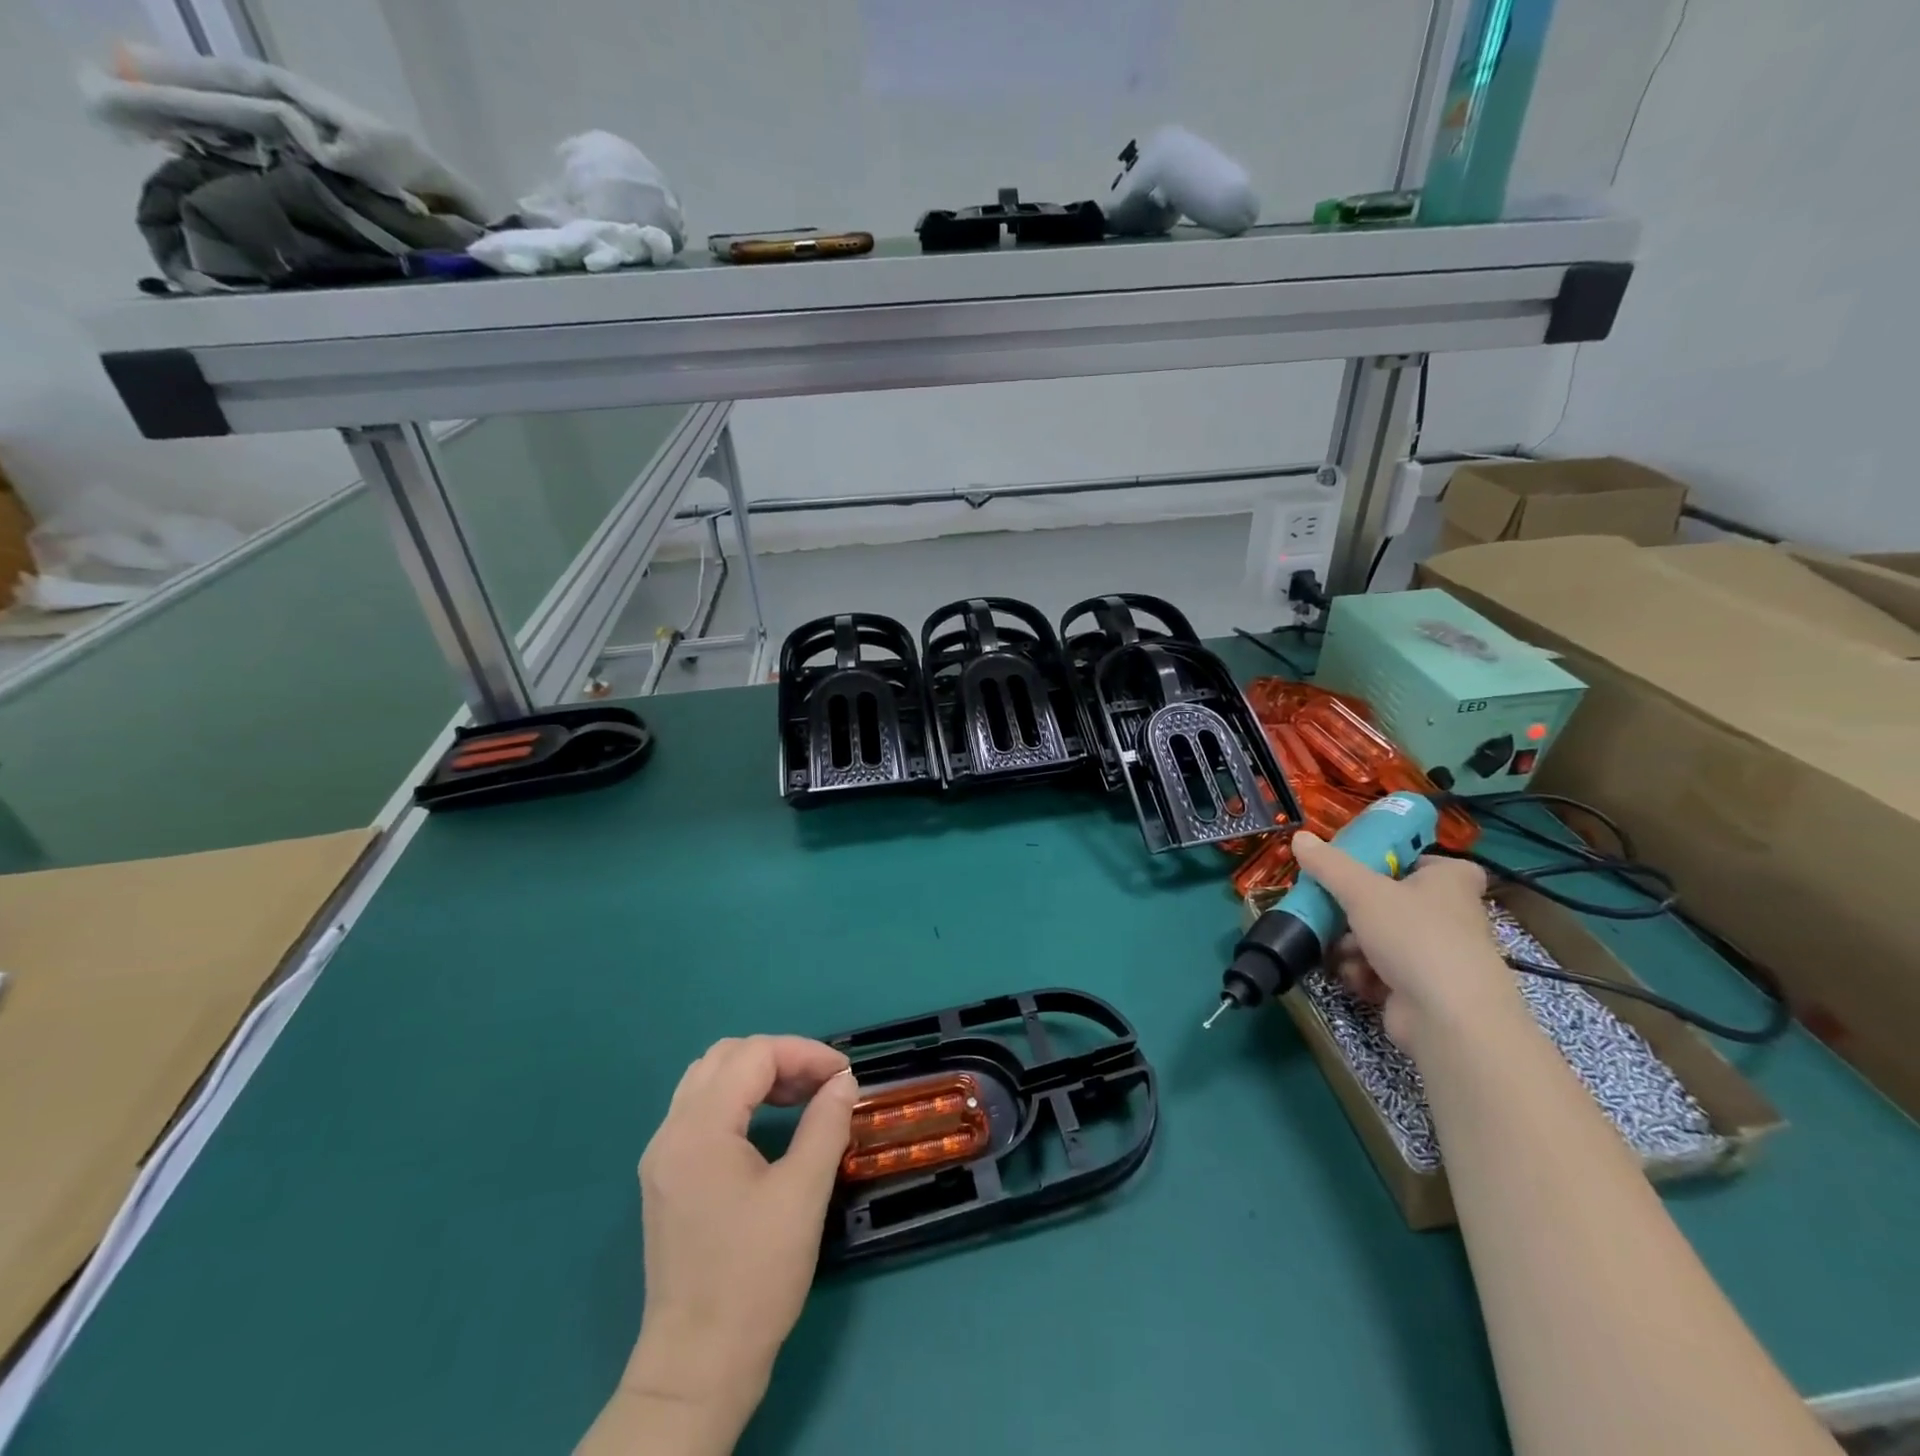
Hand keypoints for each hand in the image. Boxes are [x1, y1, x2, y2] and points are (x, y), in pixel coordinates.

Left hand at [623, 1037, 858, 1436]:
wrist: (699, 1366)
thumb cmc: (755, 1277)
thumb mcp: (803, 1194)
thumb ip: (826, 1124)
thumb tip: (844, 1082)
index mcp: (700, 1128)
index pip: (753, 1055)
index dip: (804, 1053)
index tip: (844, 1075)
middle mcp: (672, 1130)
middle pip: (726, 1056)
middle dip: (780, 1058)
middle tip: (822, 1084)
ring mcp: (663, 1154)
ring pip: (709, 1079)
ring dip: (757, 1075)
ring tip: (801, 1097)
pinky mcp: (666, 1177)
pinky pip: (700, 1109)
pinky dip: (738, 1099)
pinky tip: (768, 1124)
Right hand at [1292, 832, 1519, 1055]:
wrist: (1447, 1017)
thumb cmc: (1413, 936)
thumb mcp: (1361, 890)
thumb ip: (1328, 864)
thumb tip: (1299, 836)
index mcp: (1451, 882)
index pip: (1428, 861)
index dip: (1398, 862)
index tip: (1365, 868)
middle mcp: (1451, 915)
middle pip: (1392, 901)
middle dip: (1356, 910)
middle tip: (1330, 908)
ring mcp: (1438, 955)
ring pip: (1382, 938)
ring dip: (1353, 945)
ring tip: (1338, 950)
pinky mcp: (1423, 989)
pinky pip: (1384, 971)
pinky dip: (1365, 973)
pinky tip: (1354, 977)